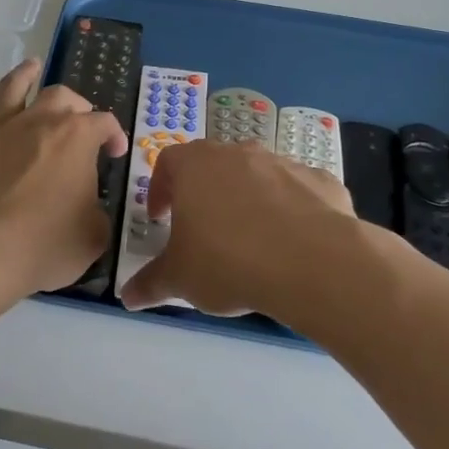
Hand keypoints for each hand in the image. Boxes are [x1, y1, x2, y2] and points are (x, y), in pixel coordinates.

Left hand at [0, 59, 129, 299]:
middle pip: (62, 97)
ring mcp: (1, 129)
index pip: (105, 124)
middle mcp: (40, 122)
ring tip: (32, 65)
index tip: (116, 154)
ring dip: (26, 74)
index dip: (115, 136)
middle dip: (76, 104)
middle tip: (80, 119)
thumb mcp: (92, 237)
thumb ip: (97, 215)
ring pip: (15, 88)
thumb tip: (89, 209)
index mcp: (77, 138)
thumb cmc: (43, 245)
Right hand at [118, 140, 356, 315]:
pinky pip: (297, 191)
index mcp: (195, 165)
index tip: (160, 218)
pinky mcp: (320, 180)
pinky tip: (292, 243)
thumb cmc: (228, 261)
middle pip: (213, 164)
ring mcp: (282, 162)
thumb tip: (127, 296)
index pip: (167, 162)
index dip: (160, 189)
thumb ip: (150, 283)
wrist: (312, 262)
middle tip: (203, 229)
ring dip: (248, 199)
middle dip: (205, 193)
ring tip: (250, 240)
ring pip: (256, 175)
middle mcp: (237, 153)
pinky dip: (290, 210)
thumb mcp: (180, 278)